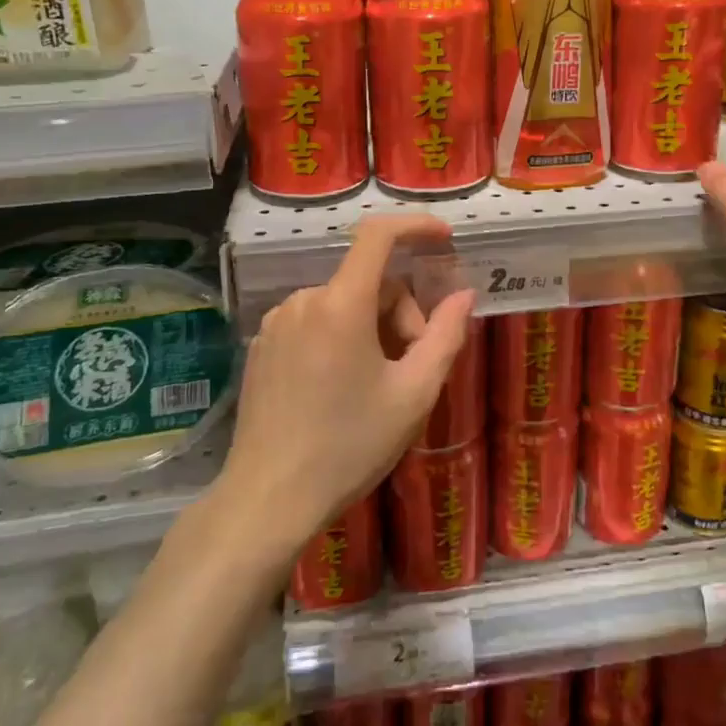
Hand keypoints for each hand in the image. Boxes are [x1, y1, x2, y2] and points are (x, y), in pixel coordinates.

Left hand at [223, 215, 474, 552]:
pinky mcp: (261, 345)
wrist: (268, 499)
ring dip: (371, 328)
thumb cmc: (350, 446)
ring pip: (342, 303)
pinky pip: (314, 321)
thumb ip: (446, 335)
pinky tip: (339, 388)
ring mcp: (276, 322)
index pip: (378, 235)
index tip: (444, 240)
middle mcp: (304, 300)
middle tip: (412, 366)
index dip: (415, 226)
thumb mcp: (414, 394)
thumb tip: (463, 294)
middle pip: (368, 282)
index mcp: (341, 304)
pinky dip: (340, 337)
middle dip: (400, 313)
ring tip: (376, 385)